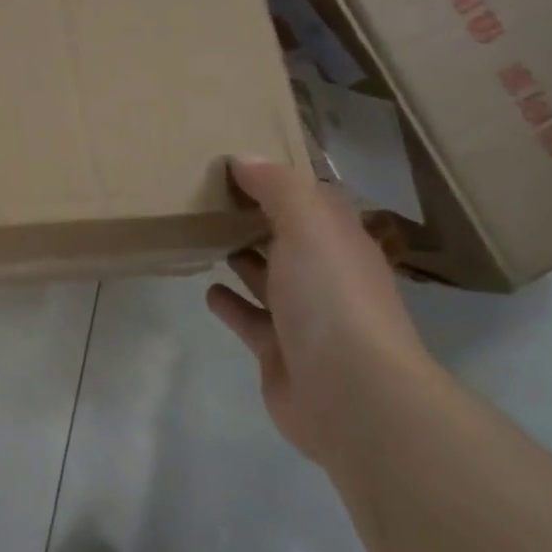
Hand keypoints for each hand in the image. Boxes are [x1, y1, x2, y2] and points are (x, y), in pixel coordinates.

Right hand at [207, 157, 436, 469]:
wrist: (349, 394)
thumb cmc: (331, 298)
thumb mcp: (308, 226)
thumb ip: (277, 187)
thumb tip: (244, 158)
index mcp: (340, 244)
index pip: (313, 202)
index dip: (281, 181)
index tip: (238, 162)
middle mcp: (325, 277)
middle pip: (287, 239)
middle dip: (256, 219)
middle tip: (208, 197)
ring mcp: (302, 317)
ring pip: (266, 278)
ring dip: (242, 259)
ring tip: (202, 236)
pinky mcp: (276, 350)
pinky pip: (247, 318)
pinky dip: (228, 302)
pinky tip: (207, 289)